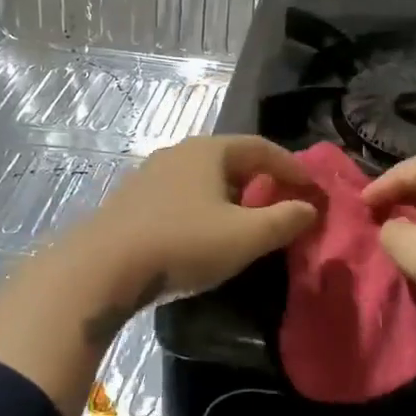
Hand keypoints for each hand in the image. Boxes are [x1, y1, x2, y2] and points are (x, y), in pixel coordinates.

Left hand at [62, 135, 318, 306]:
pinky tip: (205, 232)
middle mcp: (179, 152)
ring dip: (232, 195)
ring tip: (247, 220)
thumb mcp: (244, 237)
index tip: (313, 189)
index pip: (262, 148)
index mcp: (209, 151)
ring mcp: (151, 174)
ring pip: (204, 178)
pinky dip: (205, 206)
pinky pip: (182, 194)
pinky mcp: (132, 200)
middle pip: (232, 159)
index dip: (292, 167)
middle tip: (283, 202)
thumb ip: (284, 220)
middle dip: (262, 179)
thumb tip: (309, 208)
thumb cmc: (183, 243)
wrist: (102, 267)